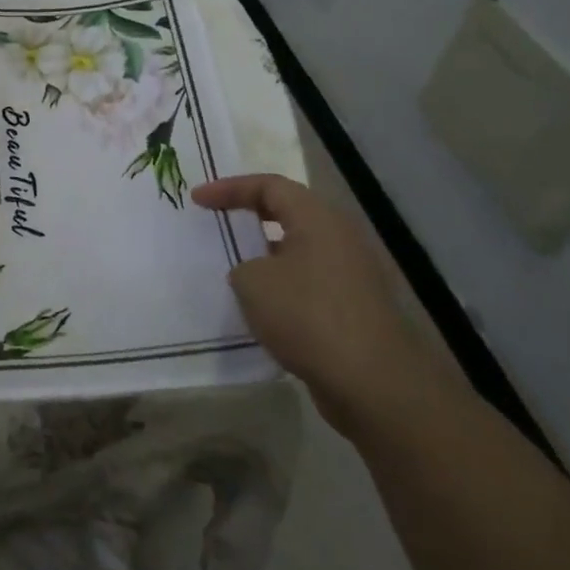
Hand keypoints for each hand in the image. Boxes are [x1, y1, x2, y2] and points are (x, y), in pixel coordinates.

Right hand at [192, 173, 438, 436]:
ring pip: (298, 251)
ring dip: (265, 256)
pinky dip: (281, 286)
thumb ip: (242, 265)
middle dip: (249, 216)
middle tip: (217, 222)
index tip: (196, 200)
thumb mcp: (252, 282)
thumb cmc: (308, 316)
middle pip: (288, 213)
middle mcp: (340, 238)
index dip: (229, 188)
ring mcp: (352, 275)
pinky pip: (308, 283)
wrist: (373, 384)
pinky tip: (261, 309)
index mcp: (318, 219)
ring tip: (233, 268)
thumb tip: (255, 273)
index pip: (269, 185)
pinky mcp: (354, 309)